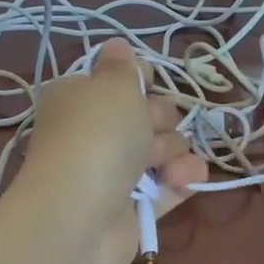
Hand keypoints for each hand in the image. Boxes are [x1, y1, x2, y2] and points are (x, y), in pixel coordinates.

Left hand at [13, 41, 206, 263]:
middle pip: (149, 115)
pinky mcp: (135, 208)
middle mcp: (95, 133)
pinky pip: (172, 185)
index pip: (119, 80)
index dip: (140, 81)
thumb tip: (117, 45)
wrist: (80, 218)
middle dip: (160, 120)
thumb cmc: (96, 138)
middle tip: (147, 131)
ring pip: (165, 150)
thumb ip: (123, 66)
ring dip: (174, 152)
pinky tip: (184, 180)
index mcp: (79, 98)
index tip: (146, 85)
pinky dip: (183, 180)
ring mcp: (115, 173)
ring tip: (161, 166)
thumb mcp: (112, 86)